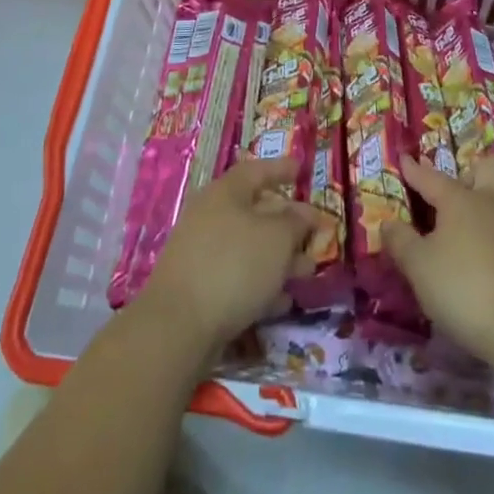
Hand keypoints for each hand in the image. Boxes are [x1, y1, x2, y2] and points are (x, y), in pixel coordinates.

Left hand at [136, 158, 328, 352]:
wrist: (178, 325)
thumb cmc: (234, 265)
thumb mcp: (277, 238)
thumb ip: (296, 222)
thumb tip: (304, 214)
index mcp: (226, 192)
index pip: (257, 170)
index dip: (281, 169)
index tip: (301, 169)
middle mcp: (211, 215)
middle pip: (255, 210)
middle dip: (288, 223)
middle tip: (315, 233)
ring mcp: (202, 252)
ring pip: (249, 246)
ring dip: (280, 257)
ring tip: (307, 271)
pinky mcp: (199, 287)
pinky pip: (238, 276)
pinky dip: (262, 283)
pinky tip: (282, 301)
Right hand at [382, 155, 493, 367]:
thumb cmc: (465, 288)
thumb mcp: (419, 267)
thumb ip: (401, 241)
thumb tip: (388, 223)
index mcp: (461, 199)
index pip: (431, 177)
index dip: (414, 169)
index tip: (404, 158)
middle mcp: (492, 201)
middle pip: (488, 168)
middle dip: (470, 173)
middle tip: (453, 195)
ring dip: (488, 198)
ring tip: (469, 221)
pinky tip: (486, 250)